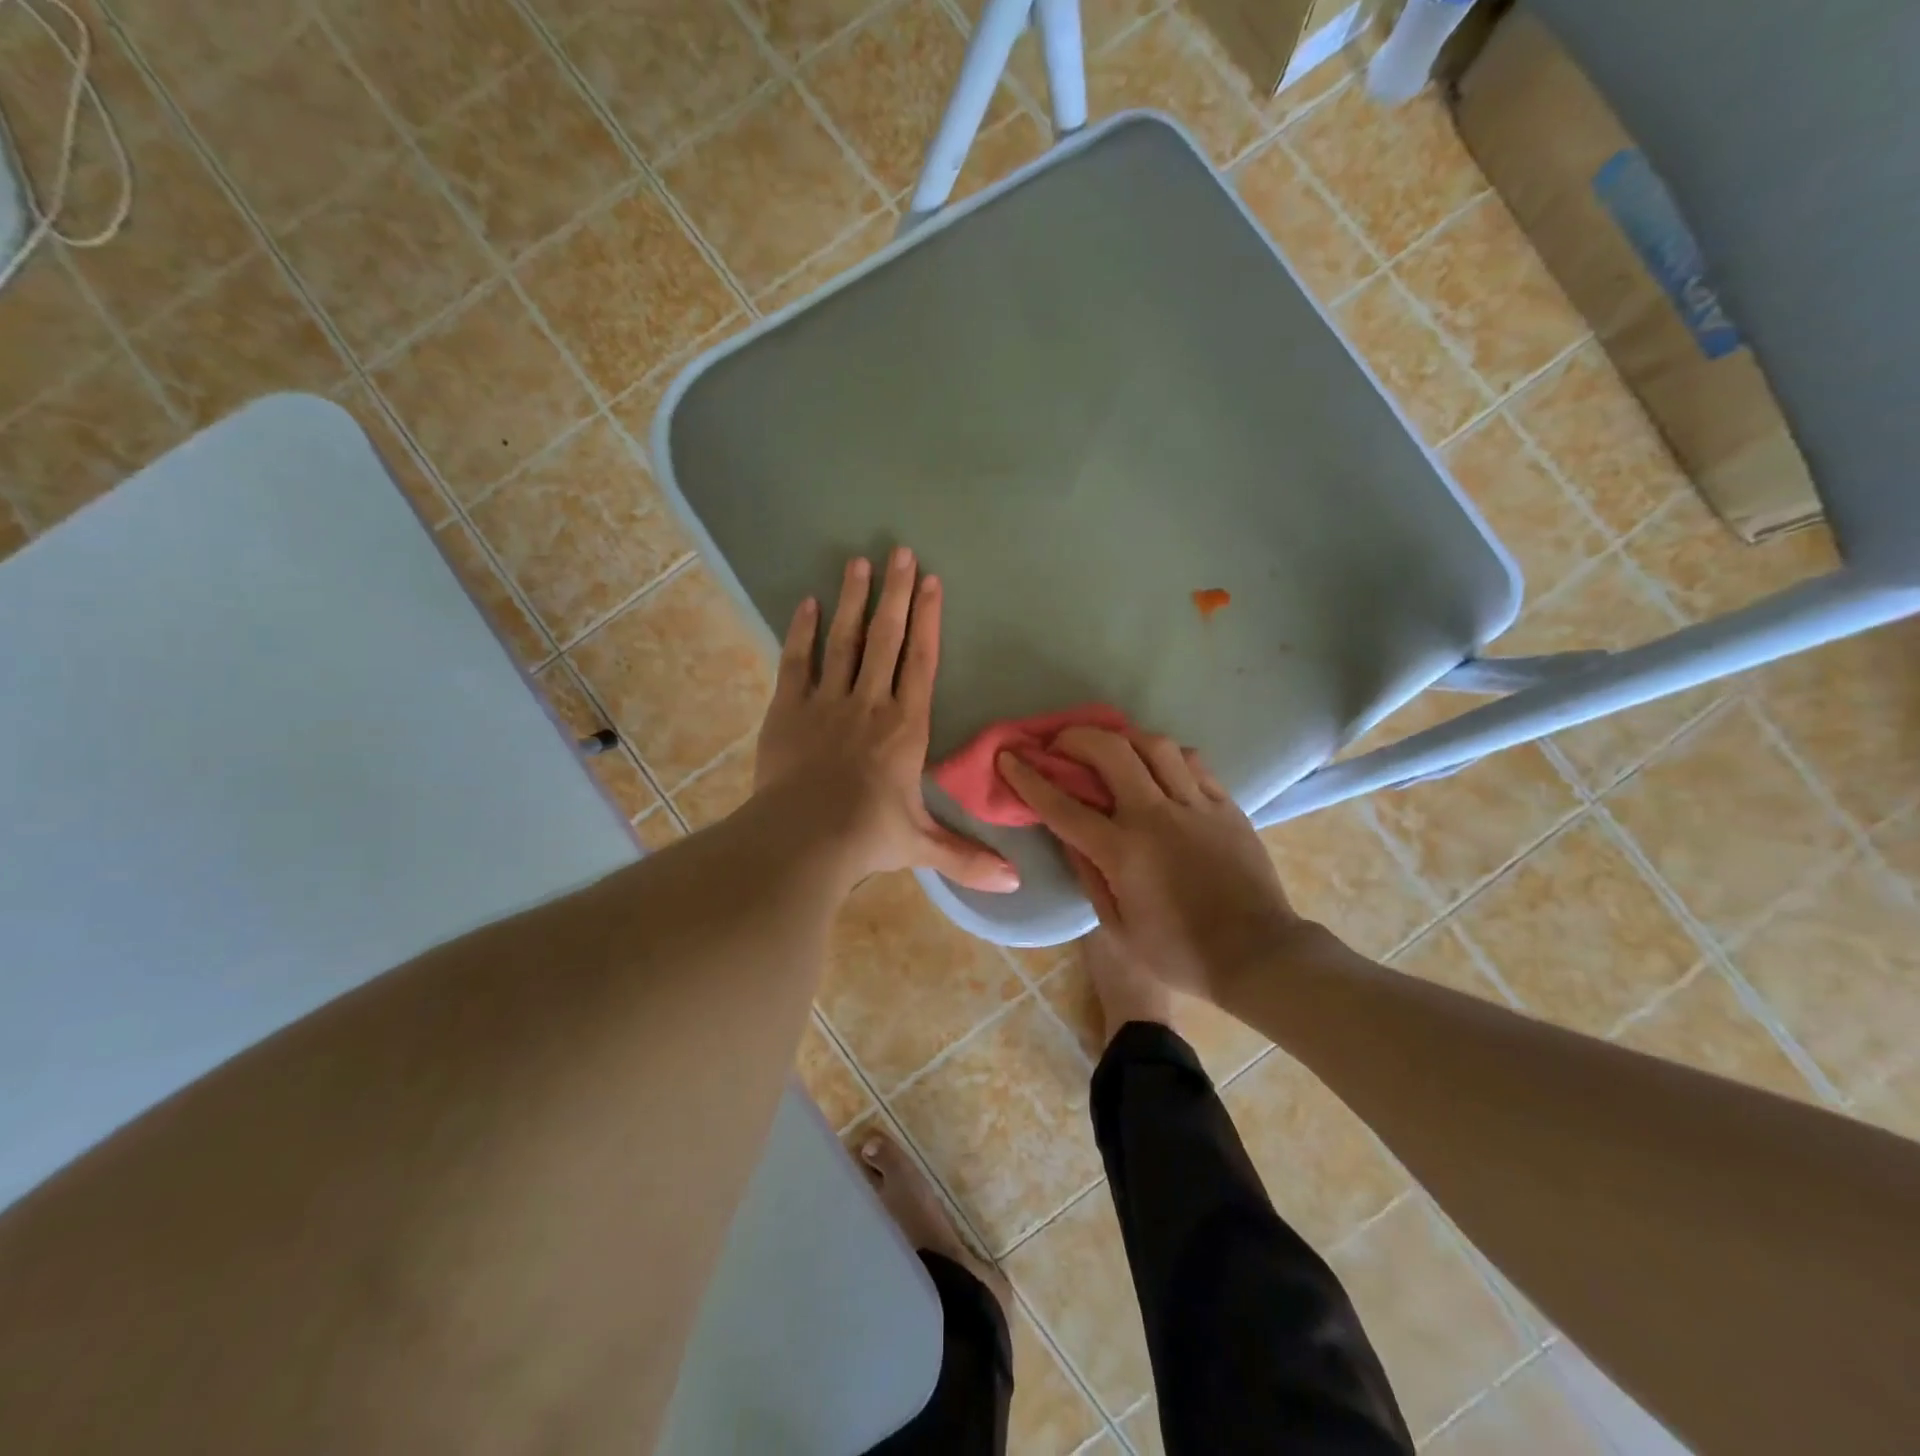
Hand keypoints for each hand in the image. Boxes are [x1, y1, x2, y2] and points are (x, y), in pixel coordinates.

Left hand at [754, 548, 1018, 893]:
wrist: (802, 839)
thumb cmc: (867, 837)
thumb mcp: (922, 846)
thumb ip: (967, 858)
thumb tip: (1016, 884)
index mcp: (905, 727)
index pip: (921, 662)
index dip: (928, 620)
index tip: (931, 582)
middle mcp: (870, 703)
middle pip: (885, 638)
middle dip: (895, 594)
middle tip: (900, 551)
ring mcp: (826, 702)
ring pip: (844, 641)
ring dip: (853, 600)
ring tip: (859, 561)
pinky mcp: (788, 709)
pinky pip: (797, 662)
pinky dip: (803, 631)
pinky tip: (808, 602)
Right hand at [998, 730, 1295, 998]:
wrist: (1257, 955)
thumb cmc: (1179, 953)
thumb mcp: (1118, 928)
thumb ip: (1089, 876)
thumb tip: (1067, 836)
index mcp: (1123, 852)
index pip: (1063, 805)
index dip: (1029, 778)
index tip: (1010, 756)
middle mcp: (1156, 817)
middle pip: (1111, 752)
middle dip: (1077, 737)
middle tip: (1061, 742)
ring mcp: (1196, 806)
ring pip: (1155, 746)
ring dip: (1124, 737)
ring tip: (1111, 745)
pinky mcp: (1226, 806)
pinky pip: (1193, 763)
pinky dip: (1167, 755)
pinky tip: (1158, 763)